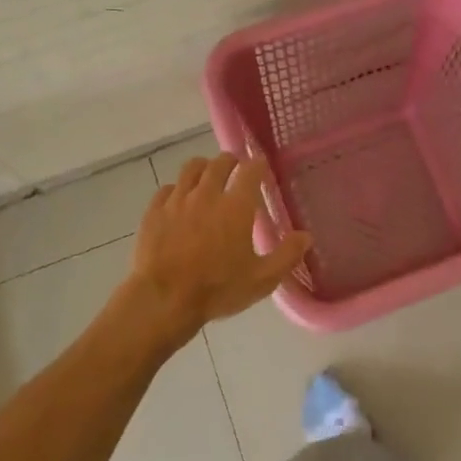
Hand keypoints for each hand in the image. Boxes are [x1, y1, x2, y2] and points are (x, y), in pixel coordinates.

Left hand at [124, 154, 311, 340]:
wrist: (164, 299)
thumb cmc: (217, 289)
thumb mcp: (261, 279)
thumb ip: (286, 255)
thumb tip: (306, 236)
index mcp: (236, 206)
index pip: (250, 170)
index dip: (258, 164)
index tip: (261, 166)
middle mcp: (207, 194)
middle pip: (219, 163)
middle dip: (230, 161)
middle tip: (235, 168)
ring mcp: (177, 200)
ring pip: (191, 169)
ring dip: (203, 167)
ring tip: (207, 175)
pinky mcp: (154, 211)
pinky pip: (167, 189)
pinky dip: (176, 189)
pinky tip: (178, 200)